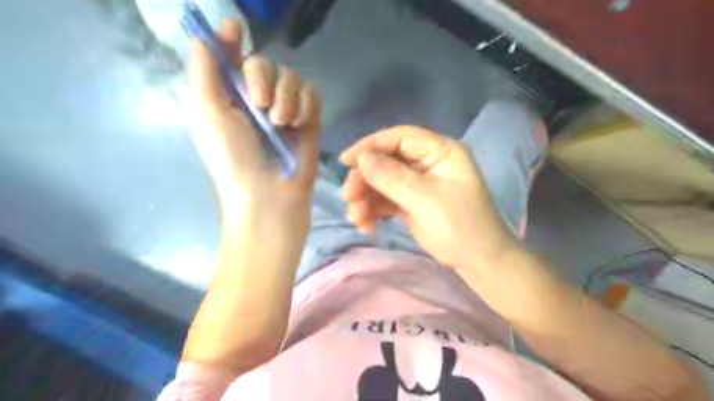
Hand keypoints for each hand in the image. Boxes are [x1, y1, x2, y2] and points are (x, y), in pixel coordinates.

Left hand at [190, 20, 322, 213]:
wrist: (269, 194)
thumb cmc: (233, 158)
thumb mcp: (209, 114)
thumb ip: (205, 73)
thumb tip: (202, 36)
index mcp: (228, 96)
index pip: (231, 57)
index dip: (232, 40)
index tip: (236, 30)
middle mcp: (257, 98)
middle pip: (265, 61)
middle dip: (263, 77)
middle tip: (260, 104)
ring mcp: (285, 109)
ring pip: (292, 76)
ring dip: (286, 96)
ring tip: (281, 123)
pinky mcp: (309, 120)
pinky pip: (312, 93)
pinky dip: (305, 105)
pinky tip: (298, 124)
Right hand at [340, 125, 519, 268]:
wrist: (480, 262)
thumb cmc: (461, 226)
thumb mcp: (425, 200)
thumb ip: (392, 177)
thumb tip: (362, 158)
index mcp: (440, 152)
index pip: (400, 138)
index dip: (370, 145)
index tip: (346, 161)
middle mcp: (428, 163)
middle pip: (387, 161)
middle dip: (365, 179)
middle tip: (348, 198)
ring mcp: (419, 184)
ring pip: (383, 182)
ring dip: (366, 198)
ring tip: (356, 218)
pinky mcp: (412, 203)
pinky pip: (387, 200)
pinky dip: (374, 210)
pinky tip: (366, 224)